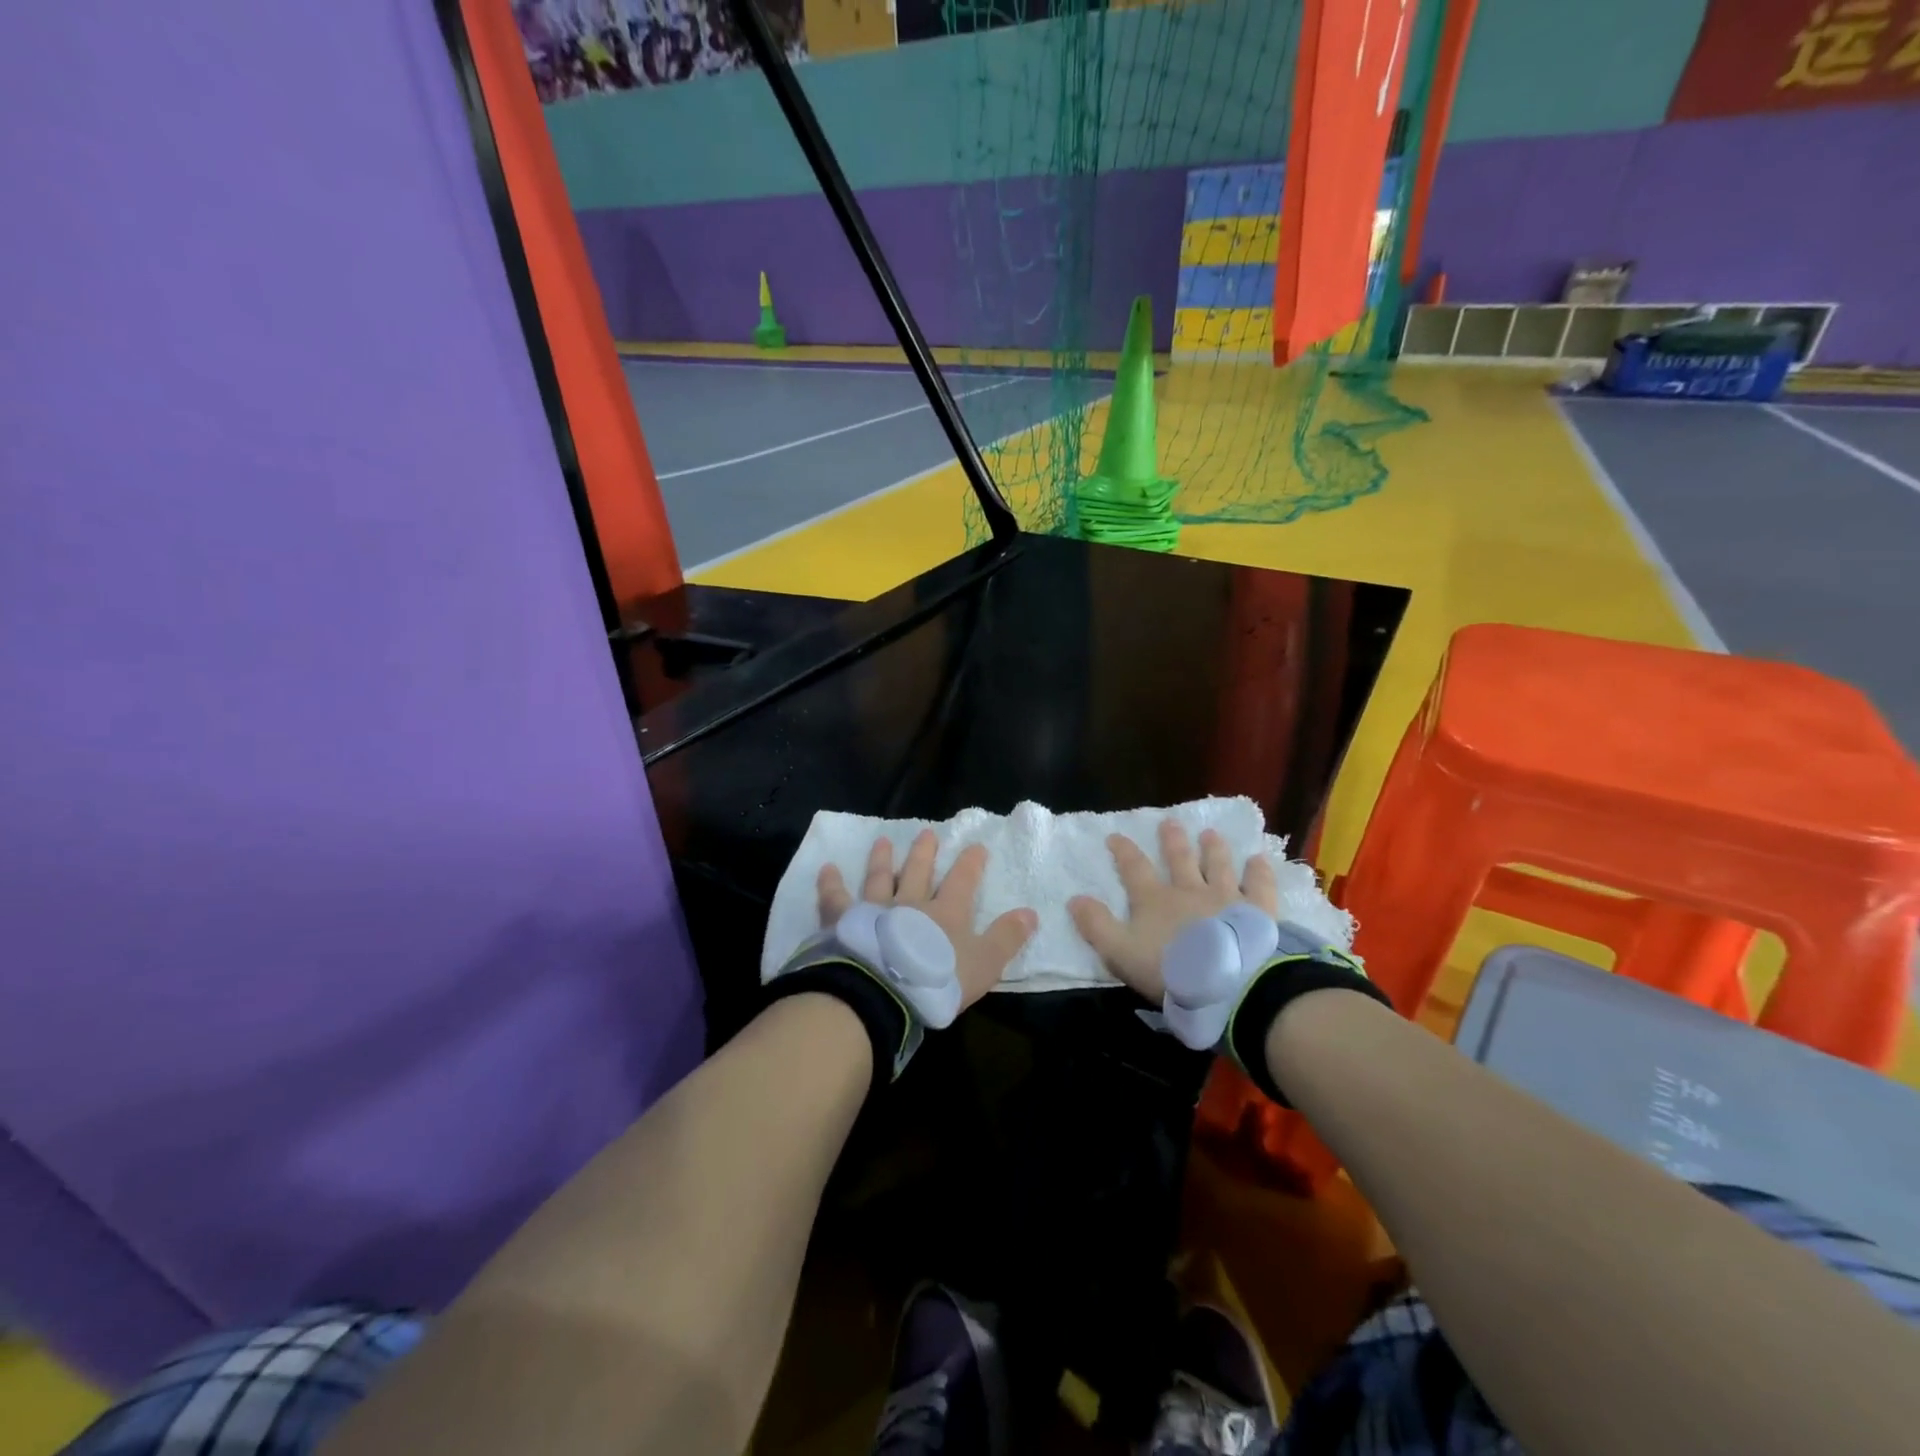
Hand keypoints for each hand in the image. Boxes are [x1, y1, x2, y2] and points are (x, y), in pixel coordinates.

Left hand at [818, 831, 1036, 1012]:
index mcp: (946, 912)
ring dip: (882, 860)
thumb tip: (1031, 913)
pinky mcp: (844, 921)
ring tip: (882, 841)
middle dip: (925, 852)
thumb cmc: (937, 980)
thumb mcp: (984, 964)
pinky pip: (835, 897)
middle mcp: (911, 903)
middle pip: (918, 871)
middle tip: (927, 833)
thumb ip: (1006, 938)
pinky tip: (826, 869)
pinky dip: (831, 883)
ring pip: (880, 877)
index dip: (971, 863)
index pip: (963, 880)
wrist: (885, 992)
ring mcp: (875, 909)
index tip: (976, 847)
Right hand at [1069, 820, 1277, 1002]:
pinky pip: (1259, 886)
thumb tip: (1074, 898)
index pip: (1134, 868)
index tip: (1115, 836)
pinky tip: (1259, 860)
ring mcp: (1226, 897)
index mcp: (1154, 899)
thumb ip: (1097, 925)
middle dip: (1172, 841)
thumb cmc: (1171, 970)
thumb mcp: (1120, 952)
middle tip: (1169, 822)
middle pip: (1179, 859)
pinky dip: (1258, 872)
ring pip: (1218, 866)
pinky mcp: (1257, 912)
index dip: (1123, 851)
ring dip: (1213, 849)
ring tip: (1210, 833)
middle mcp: (1189, 890)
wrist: (1229, 984)